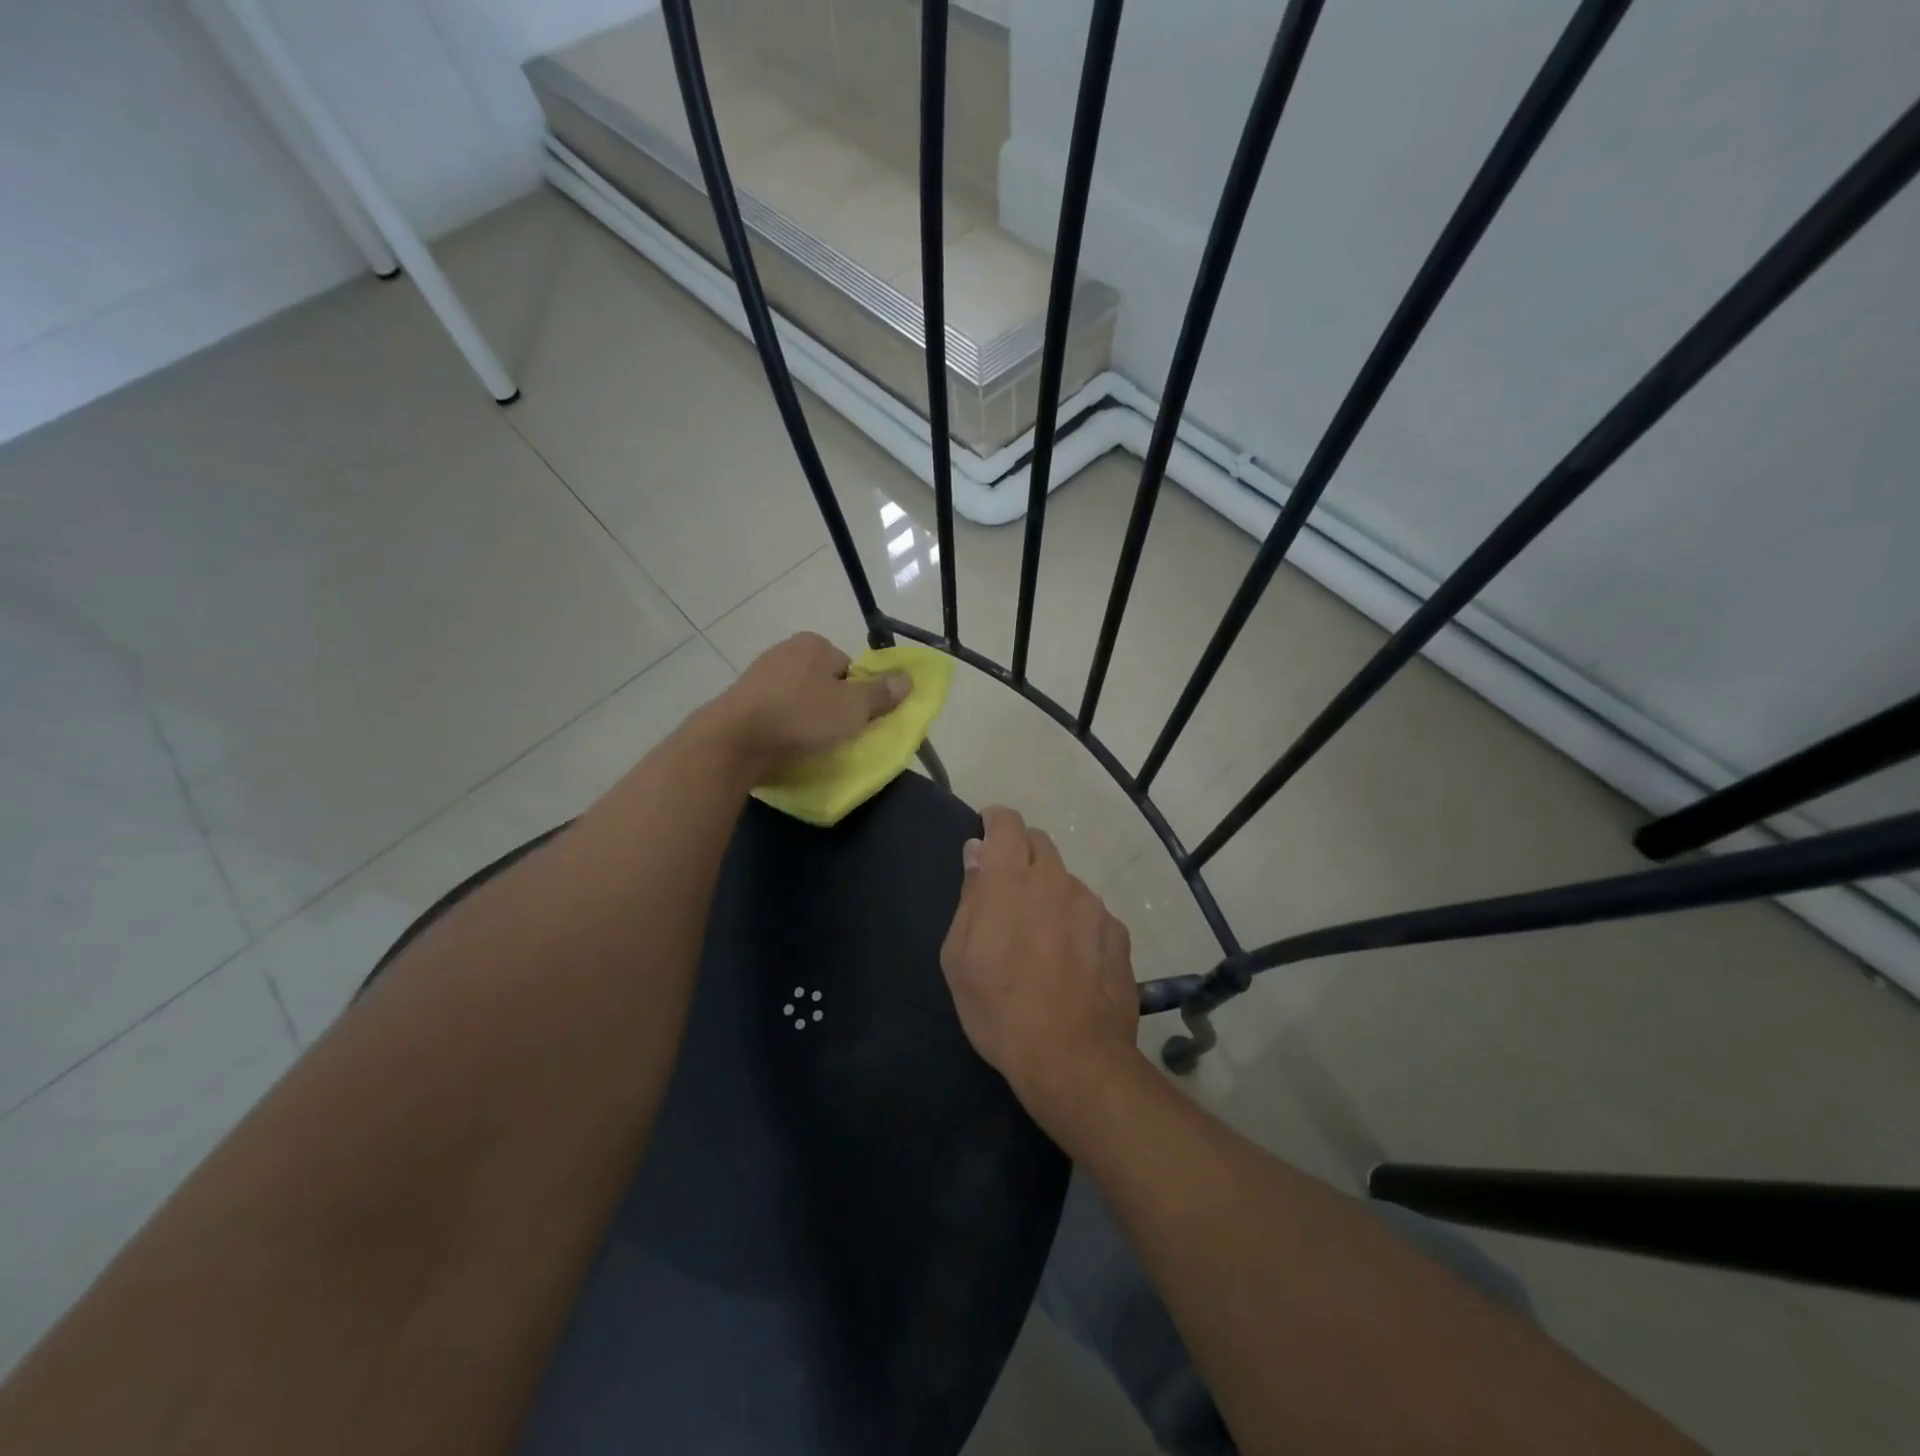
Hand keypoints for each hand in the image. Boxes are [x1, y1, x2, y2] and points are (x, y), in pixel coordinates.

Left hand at [711, 632, 910, 777]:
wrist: (735, 741)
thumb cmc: (801, 716)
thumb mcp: (853, 708)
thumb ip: (882, 693)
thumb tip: (908, 679)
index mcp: (813, 644)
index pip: (849, 667)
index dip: (857, 694)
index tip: (854, 719)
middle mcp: (785, 651)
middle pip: (824, 683)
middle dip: (830, 706)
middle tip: (836, 734)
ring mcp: (759, 676)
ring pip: (798, 699)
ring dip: (806, 719)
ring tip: (810, 744)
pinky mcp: (741, 702)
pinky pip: (776, 714)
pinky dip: (784, 728)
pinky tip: (786, 746)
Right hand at [940, 806, 1139, 1126]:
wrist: (1073, 1058)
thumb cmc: (999, 1009)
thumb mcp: (959, 957)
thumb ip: (970, 897)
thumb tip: (977, 853)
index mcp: (1012, 880)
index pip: (1007, 823)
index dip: (994, 821)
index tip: (986, 832)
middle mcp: (1057, 880)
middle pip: (1039, 843)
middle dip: (1020, 853)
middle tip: (1006, 889)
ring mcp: (1092, 905)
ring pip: (1065, 880)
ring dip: (1049, 891)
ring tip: (1039, 935)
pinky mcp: (1118, 933)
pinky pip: (1090, 912)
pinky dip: (1075, 921)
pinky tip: (1070, 959)